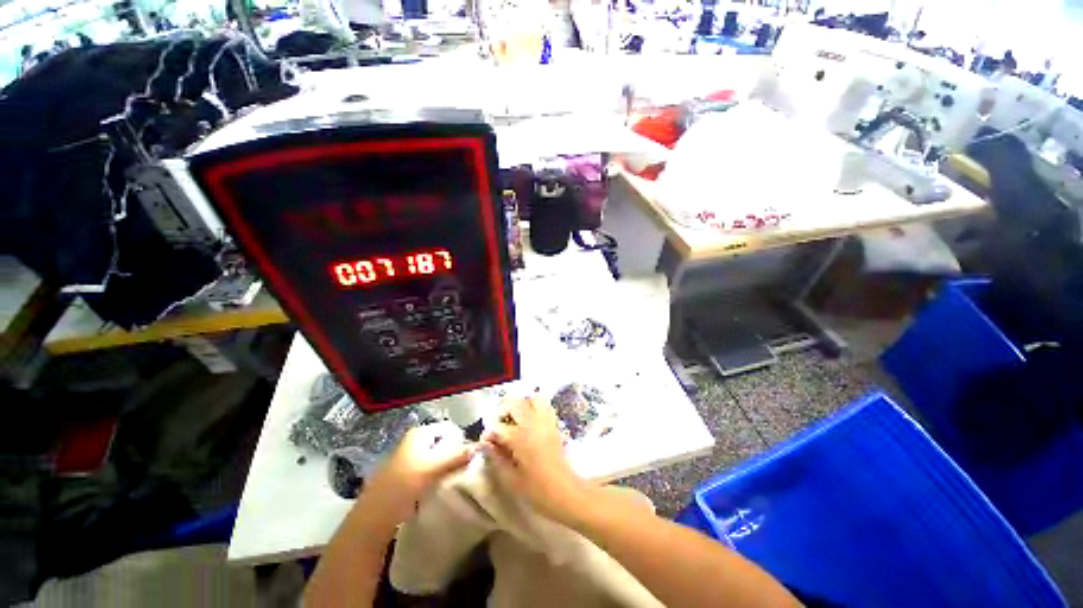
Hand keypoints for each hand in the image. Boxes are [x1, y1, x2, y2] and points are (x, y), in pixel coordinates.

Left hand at [361, 421, 475, 523]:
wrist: (376, 514)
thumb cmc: (405, 484)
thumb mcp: (434, 467)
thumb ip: (457, 455)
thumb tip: (478, 446)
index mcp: (420, 433)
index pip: (449, 428)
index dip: (461, 439)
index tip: (468, 456)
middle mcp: (415, 440)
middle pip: (444, 441)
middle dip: (455, 452)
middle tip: (463, 468)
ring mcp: (411, 456)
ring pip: (438, 455)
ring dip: (447, 464)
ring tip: (453, 477)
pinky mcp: (408, 472)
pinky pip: (430, 467)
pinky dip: (438, 473)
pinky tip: (440, 485)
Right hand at [481, 397, 592, 522]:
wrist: (566, 492)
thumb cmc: (537, 490)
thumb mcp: (511, 480)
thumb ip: (496, 459)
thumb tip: (485, 444)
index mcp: (519, 438)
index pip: (497, 426)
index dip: (489, 434)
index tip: (486, 443)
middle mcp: (532, 424)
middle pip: (515, 403)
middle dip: (504, 412)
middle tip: (500, 427)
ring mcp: (545, 422)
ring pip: (532, 399)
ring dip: (522, 405)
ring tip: (516, 421)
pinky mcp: (554, 424)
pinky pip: (545, 406)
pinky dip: (535, 408)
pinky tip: (530, 423)